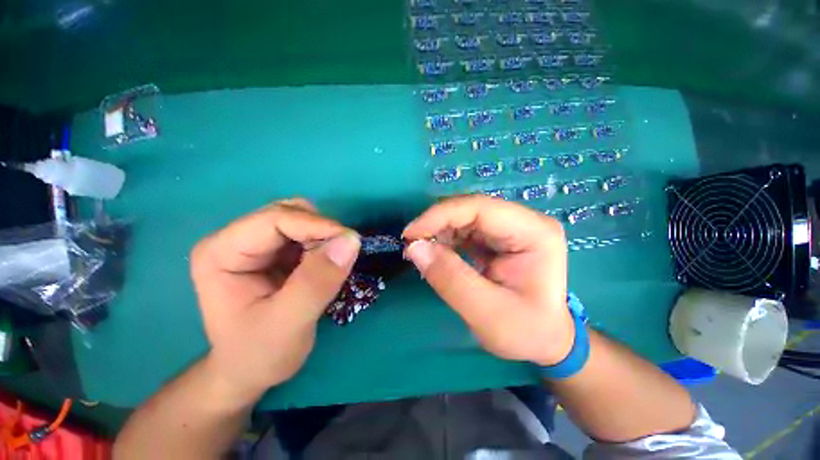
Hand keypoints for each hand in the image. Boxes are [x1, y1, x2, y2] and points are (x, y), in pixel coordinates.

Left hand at [190, 199, 359, 405]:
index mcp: (221, 252)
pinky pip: (308, 233)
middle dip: (321, 231)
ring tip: (329, 267)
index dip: (317, 225)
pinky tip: (324, 266)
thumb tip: (351, 240)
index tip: (351, 241)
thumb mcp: (289, 323)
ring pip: (302, 219)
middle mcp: (235, 239)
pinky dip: (324, 244)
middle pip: (289, 213)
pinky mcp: (276, 251)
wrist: (251, 370)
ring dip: (324, 237)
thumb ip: (318, 281)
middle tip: (340, 258)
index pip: (275, 219)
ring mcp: (256, 244)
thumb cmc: (259, 353)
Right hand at [403, 195, 573, 366]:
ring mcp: (510, 228)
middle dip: (436, 224)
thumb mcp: (488, 314)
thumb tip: (415, 248)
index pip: (479, 208)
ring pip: (463, 217)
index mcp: (534, 232)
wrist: (546, 341)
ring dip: (438, 231)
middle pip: (470, 209)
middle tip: (411, 244)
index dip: (440, 215)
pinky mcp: (497, 237)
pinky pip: (464, 229)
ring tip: (420, 251)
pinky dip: (444, 238)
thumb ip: (450, 279)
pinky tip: (435, 253)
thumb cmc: (527, 332)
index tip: (410, 234)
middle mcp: (524, 221)